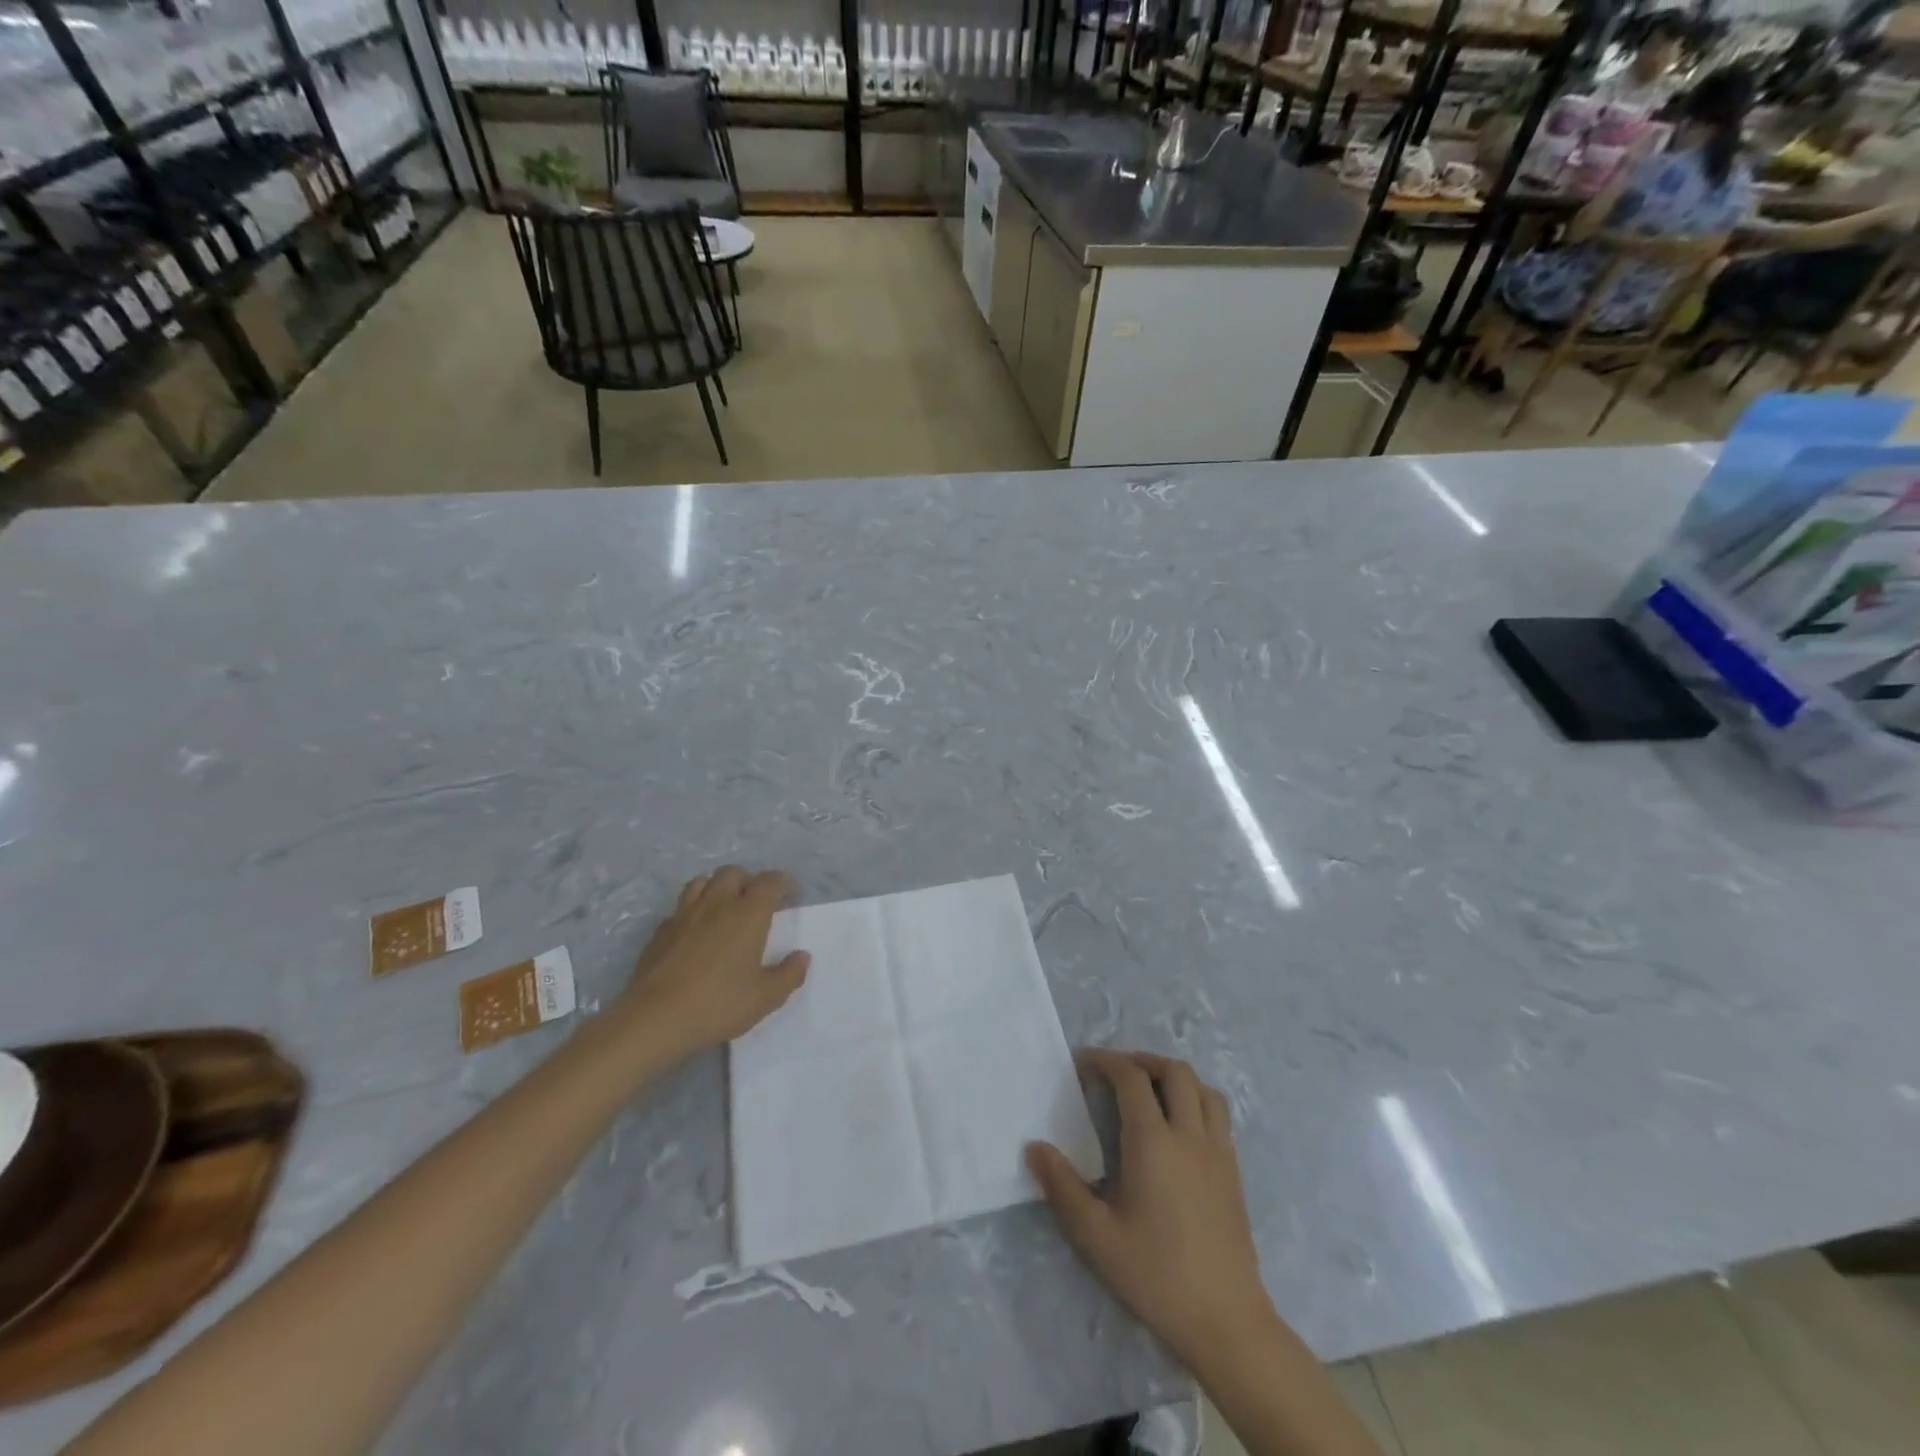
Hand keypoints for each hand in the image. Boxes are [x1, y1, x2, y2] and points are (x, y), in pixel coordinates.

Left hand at [611, 867, 808, 1061]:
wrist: (655, 1019)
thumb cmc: (718, 1004)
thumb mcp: (766, 997)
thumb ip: (789, 974)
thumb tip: (801, 956)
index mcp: (748, 913)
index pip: (770, 881)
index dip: (784, 882)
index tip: (791, 894)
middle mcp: (717, 904)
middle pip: (733, 873)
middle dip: (749, 881)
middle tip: (757, 902)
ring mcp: (684, 915)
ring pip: (702, 882)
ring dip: (717, 888)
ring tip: (724, 908)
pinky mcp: (660, 932)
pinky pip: (680, 909)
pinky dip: (692, 913)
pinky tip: (694, 933)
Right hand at [1027, 1050, 1278, 1373]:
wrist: (1226, 1321)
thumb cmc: (1155, 1275)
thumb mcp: (1096, 1236)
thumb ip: (1062, 1187)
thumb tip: (1034, 1147)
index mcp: (1153, 1143)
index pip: (1131, 1078)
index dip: (1106, 1061)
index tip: (1083, 1062)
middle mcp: (1189, 1135)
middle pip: (1174, 1071)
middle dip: (1143, 1060)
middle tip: (1117, 1072)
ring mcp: (1218, 1152)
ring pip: (1203, 1088)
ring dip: (1175, 1077)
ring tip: (1151, 1090)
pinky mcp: (1234, 1172)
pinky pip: (1219, 1115)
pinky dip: (1197, 1100)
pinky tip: (1180, 1128)